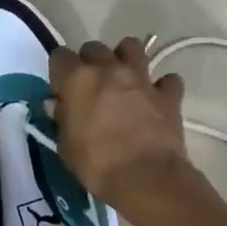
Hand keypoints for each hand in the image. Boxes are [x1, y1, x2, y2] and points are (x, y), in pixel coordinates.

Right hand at [48, 38, 194, 209]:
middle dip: (90, 62)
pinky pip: (167, 80)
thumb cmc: (97, 164)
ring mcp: (141, 78)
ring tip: (123, 79)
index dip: (59, 71)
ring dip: (125, 58)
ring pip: (132, 47)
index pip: (60, 56)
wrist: (146, 178)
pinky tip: (156, 100)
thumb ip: (61, 119)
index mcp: (78, 79)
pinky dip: (162, 87)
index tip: (61, 87)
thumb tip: (58, 105)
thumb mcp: (66, 147)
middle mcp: (109, 69)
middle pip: (94, 47)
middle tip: (91, 86)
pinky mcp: (168, 93)